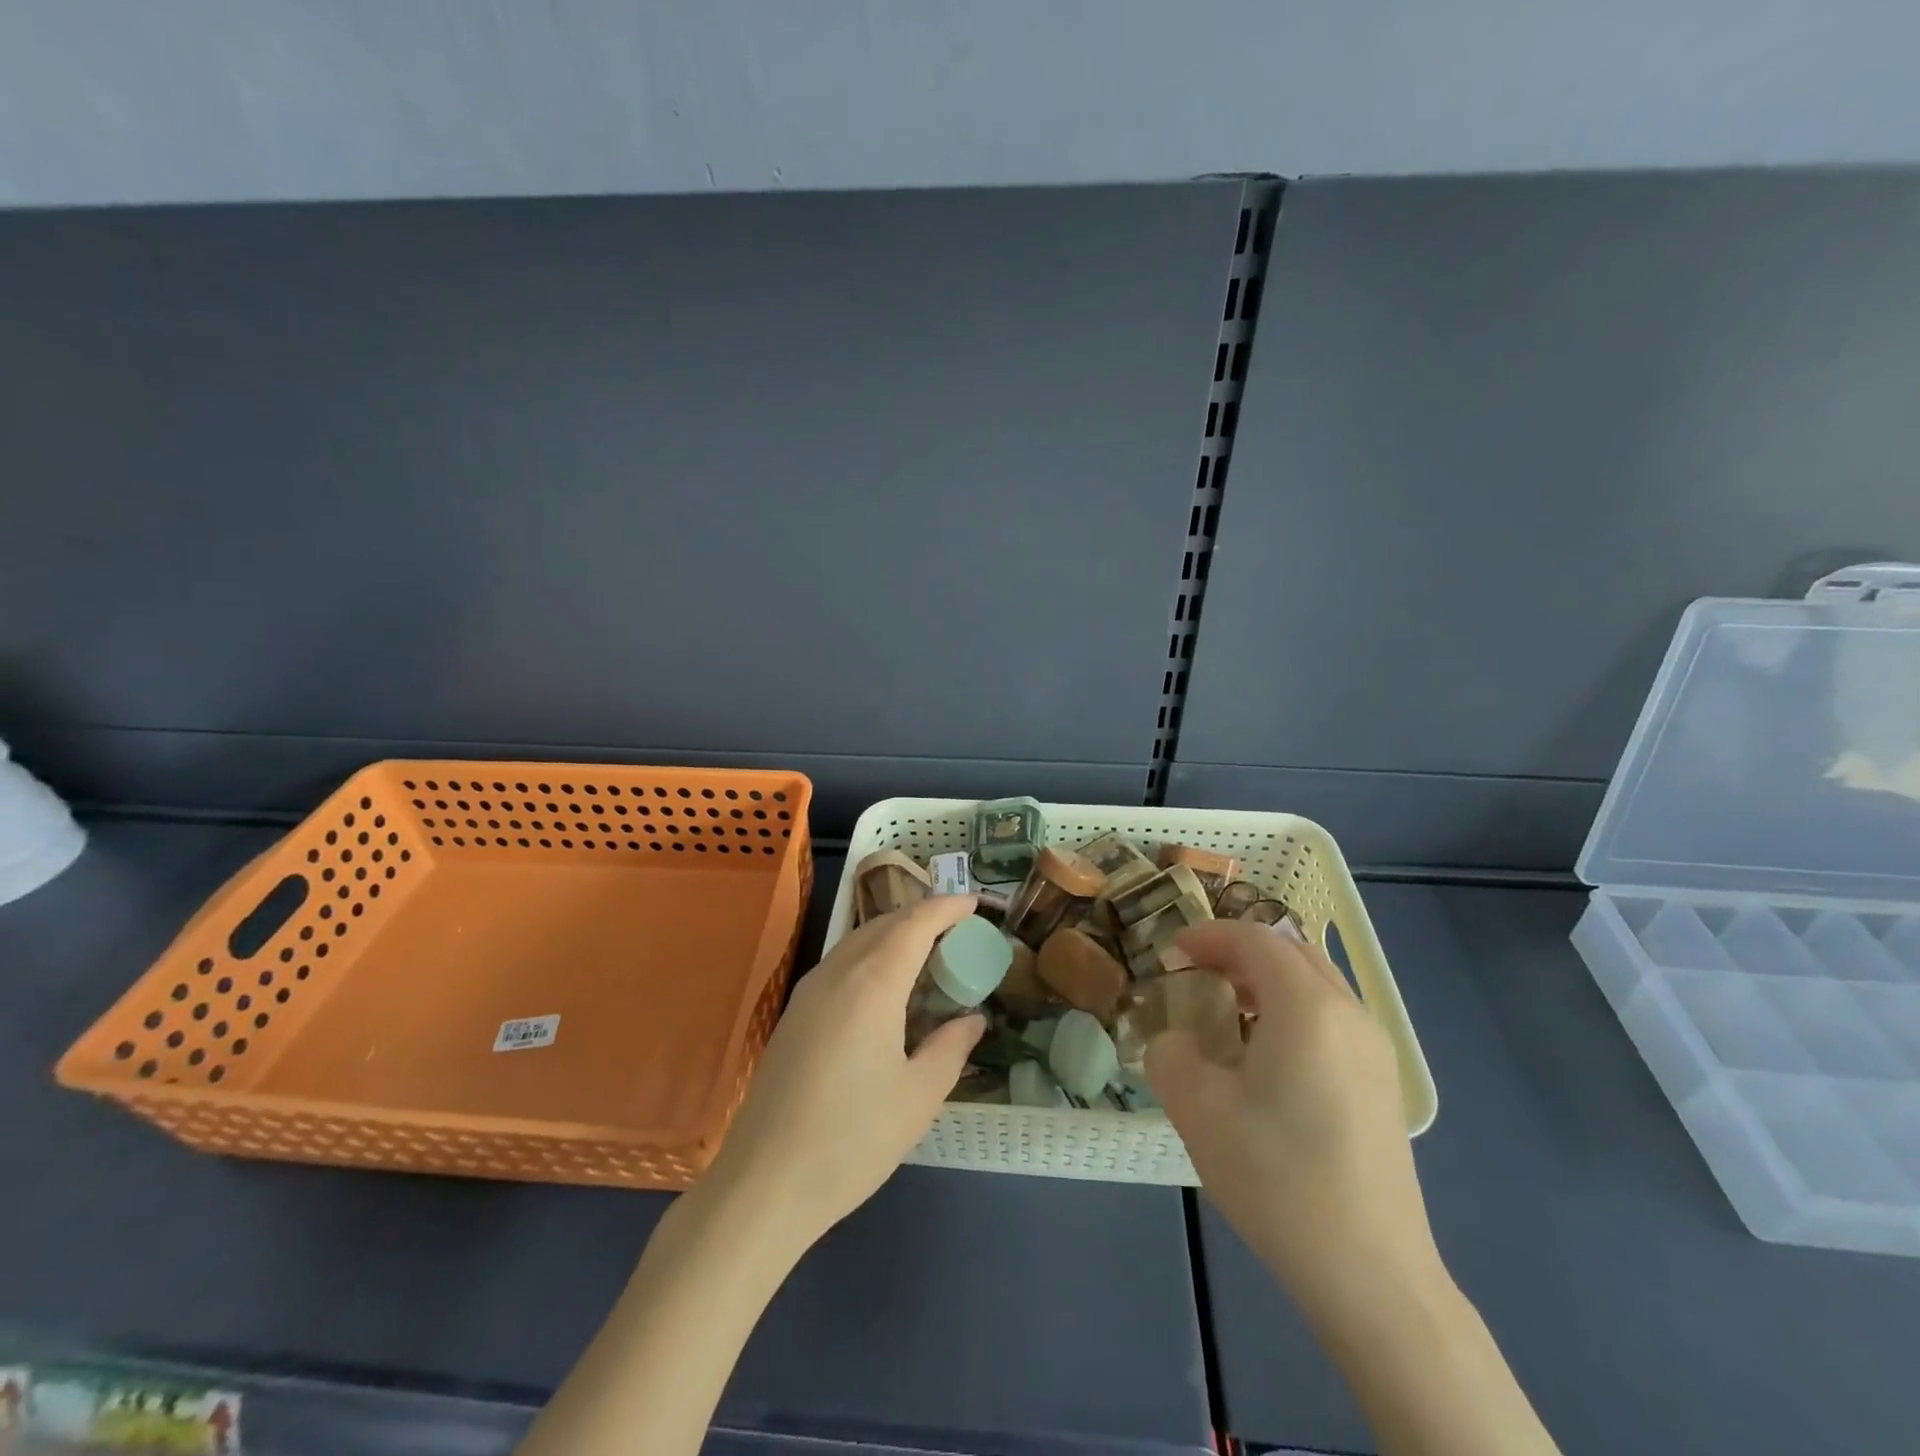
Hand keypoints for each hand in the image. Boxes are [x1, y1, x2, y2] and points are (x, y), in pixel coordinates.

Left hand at [701, 895, 984, 1251]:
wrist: (764, 1184)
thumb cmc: (852, 1140)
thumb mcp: (918, 1097)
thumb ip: (950, 1048)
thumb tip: (973, 1019)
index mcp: (873, 983)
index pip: (916, 923)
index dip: (947, 906)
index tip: (975, 903)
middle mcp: (837, 973)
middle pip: (884, 924)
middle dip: (923, 917)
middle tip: (957, 931)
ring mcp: (808, 991)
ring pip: (858, 940)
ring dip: (894, 935)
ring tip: (926, 954)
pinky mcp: (793, 1014)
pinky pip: (840, 963)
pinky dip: (871, 956)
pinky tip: (885, 988)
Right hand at [1146, 920, 1442, 1320]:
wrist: (1372, 1276)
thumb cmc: (1278, 1179)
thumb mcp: (1198, 1110)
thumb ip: (1171, 1054)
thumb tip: (1176, 1041)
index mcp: (1307, 1007)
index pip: (1255, 940)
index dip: (1208, 936)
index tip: (1171, 952)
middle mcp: (1349, 1014)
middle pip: (1290, 953)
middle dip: (1239, 952)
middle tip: (1197, 974)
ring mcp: (1375, 1050)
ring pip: (1316, 984)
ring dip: (1267, 980)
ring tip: (1227, 1011)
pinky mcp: (1382, 1084)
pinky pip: (1331, 1018)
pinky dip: (1292, 1009)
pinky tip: (1266, 1056)